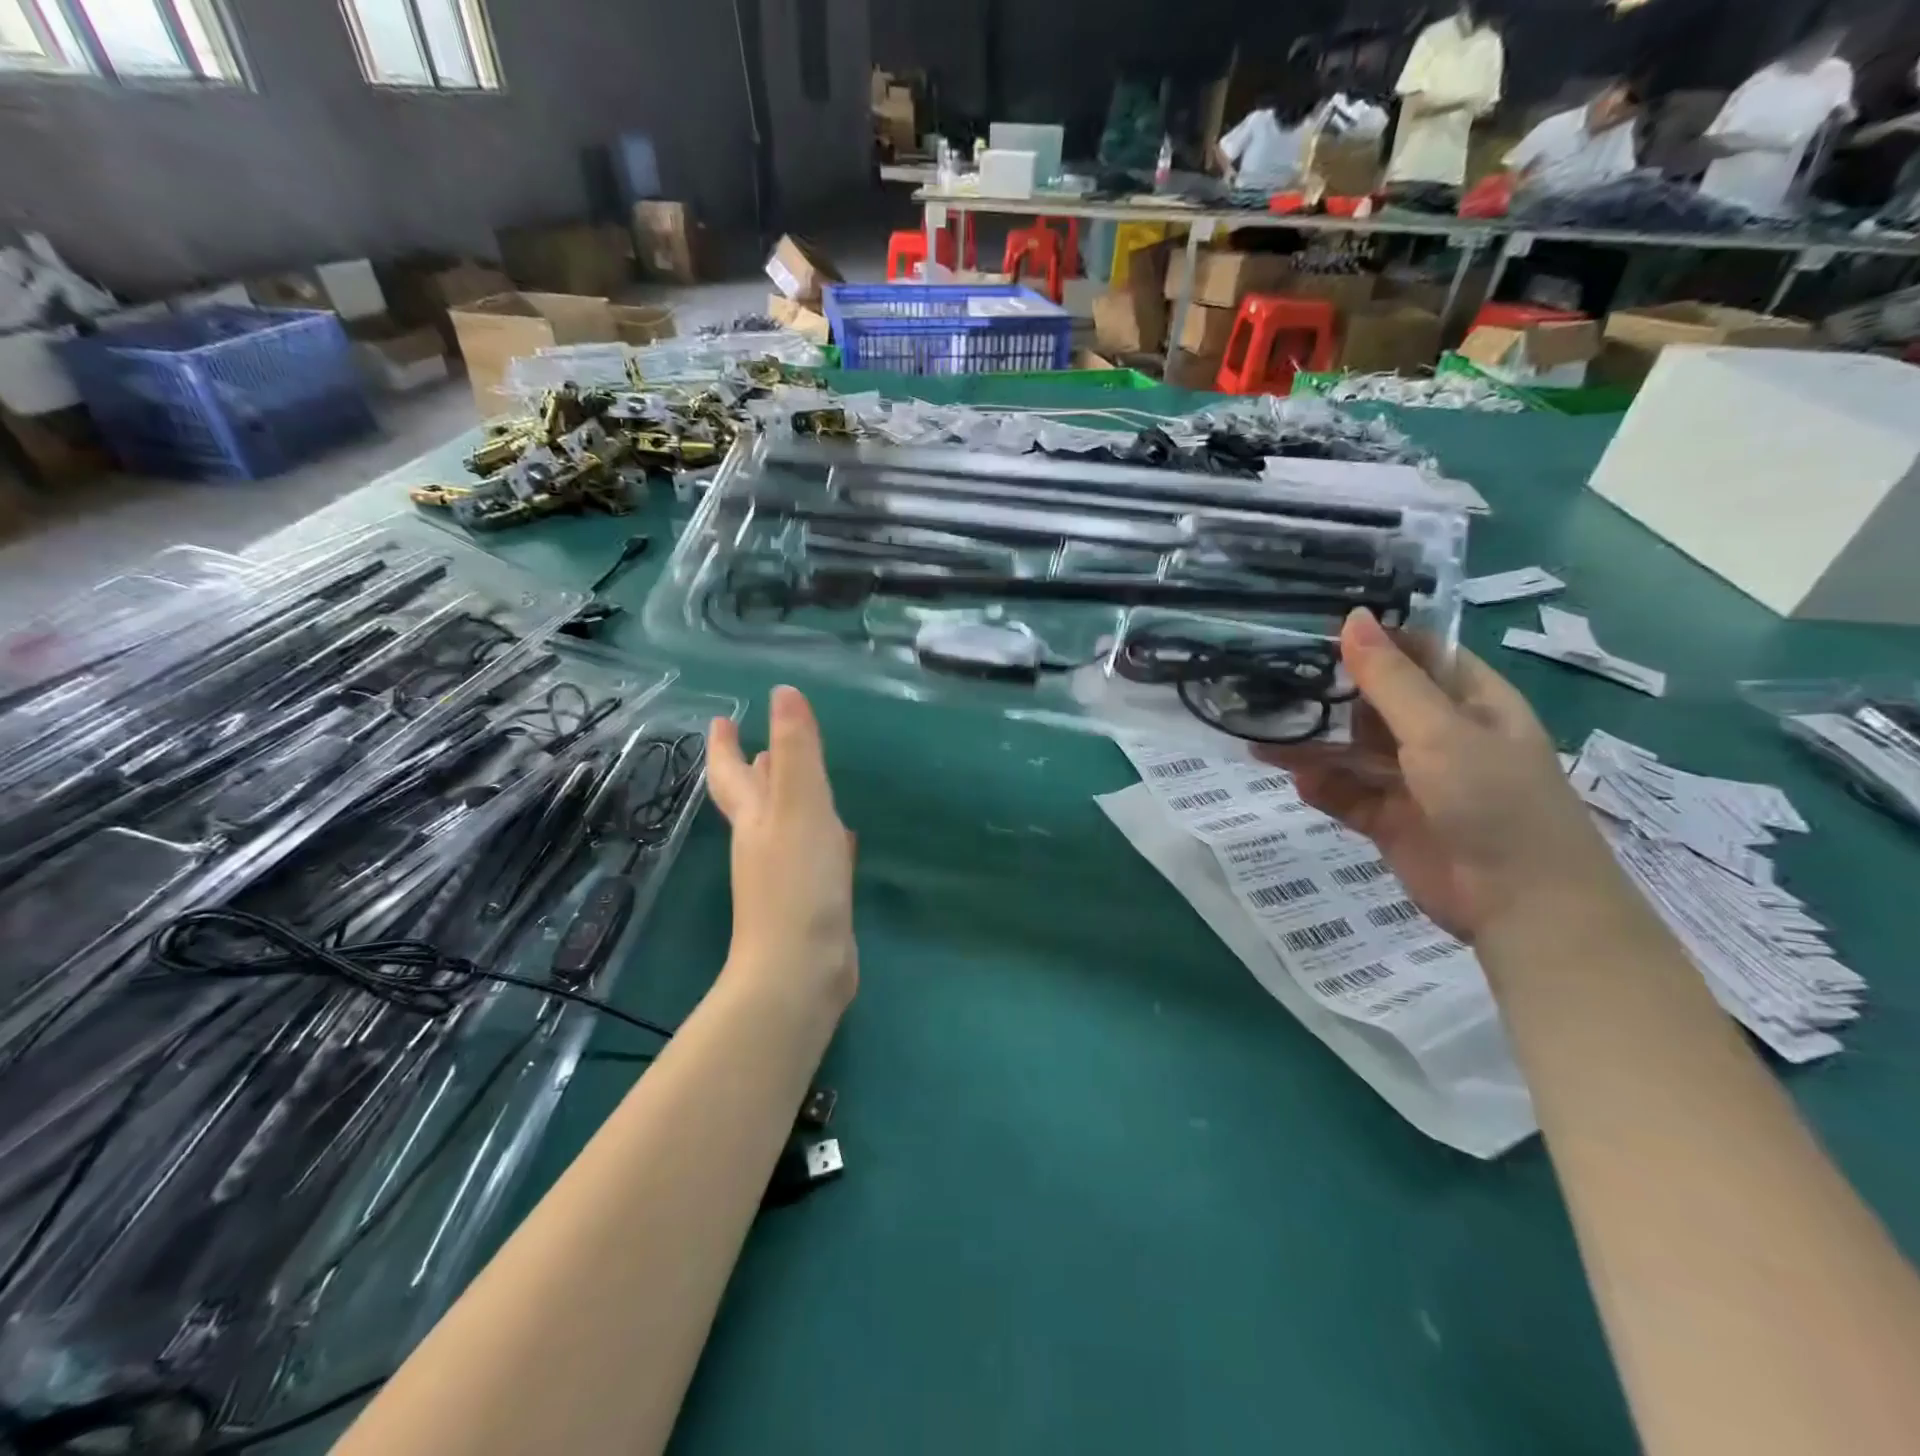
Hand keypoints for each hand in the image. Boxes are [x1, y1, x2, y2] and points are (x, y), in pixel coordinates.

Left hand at [707, 686, 856, 1013]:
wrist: (801, 970)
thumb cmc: (797, 882)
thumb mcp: (800, 806)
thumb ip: (797, 751)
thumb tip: (782, 693)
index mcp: (755, 818)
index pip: (732, 772)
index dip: (724, 745)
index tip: (721, 720)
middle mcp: (763, 843)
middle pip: (754, 799)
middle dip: (756, 770)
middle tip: (760, 745)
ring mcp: (785, 875)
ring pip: (786, 826)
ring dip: (790, 801)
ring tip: (802, 780)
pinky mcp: (811, 900)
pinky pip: (814, 856)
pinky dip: (822, 838)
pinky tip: (842, 837)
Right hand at [1261, 611, 1626, 943]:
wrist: (1522, 907)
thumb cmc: (1495, 801)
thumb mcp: (1441, 732)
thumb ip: (1390, 680)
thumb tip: (1352, 618)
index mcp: (1469, 701)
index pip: (1414, 653)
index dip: (1368, 639)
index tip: (1308, 630)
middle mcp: (1439, 734)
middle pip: (1372, 702)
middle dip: (1325, 694)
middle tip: (1266, 681)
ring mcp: (1412, 779)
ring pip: (1351, 750)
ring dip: (1312, 744)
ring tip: (1261, 736)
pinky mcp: (1389, 819)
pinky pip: (1346, 793)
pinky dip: (1321, 786)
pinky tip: (1295, 780)